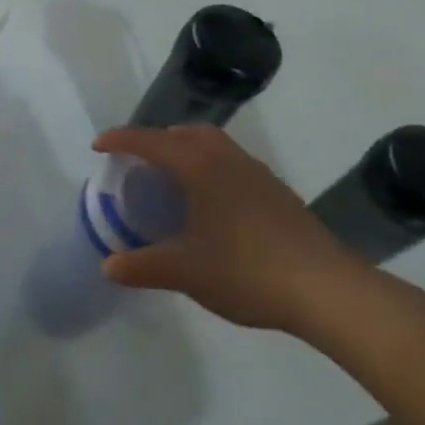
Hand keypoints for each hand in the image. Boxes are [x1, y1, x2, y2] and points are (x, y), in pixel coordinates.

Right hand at [92, 125, 365, 333]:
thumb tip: (109, 266)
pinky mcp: (279, 195)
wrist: (327, 290)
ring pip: (216, 147)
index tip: (98, 146)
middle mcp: (230, 160)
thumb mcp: (184, 272)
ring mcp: (259, 176)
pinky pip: (233, 166)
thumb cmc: (246, 271)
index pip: (151, 142)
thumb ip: (142, 266)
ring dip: (188, 153)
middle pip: (188, 133)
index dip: (121, 140)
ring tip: (172, 181)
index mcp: (201, 168)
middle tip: (138, 161)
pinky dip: (211, 171)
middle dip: (159, 140)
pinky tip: (211, 206)